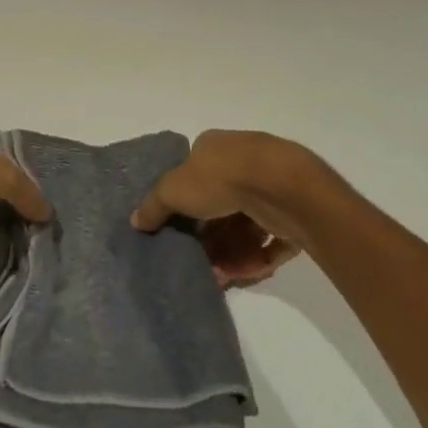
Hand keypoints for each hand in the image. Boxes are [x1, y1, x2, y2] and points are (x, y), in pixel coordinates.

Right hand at [131, 130, 330, 287]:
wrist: (280, 187)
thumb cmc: (221, 178)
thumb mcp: (174, 189)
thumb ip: (154, 206)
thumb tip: (136, 220)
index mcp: (214, 149)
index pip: (194, 176)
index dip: (184, 205)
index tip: (178, 231)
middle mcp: (243, 164)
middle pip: (220, 207)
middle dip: (209, 238)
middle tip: (201, 263)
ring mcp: (269, 190)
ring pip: (245, 228)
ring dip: (232, 254)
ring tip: (222, 277)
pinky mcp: (291, 215)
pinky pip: (270, 242)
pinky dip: (258, 259)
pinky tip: (246, 273)